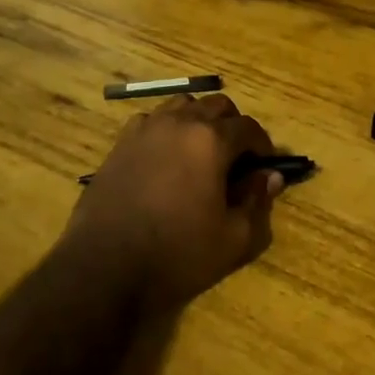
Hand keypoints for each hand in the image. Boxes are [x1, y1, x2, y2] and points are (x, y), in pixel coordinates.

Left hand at [61, 94, 284, 318]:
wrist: (104, 268)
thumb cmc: (177, 255)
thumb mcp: (233, 239)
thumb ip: (258, 202)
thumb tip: (270, 177)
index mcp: (211, 140)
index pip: (248, 127)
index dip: (262, 146)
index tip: (264, 168)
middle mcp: (179, 123)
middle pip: (216, 105)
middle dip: (233, 126)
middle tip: (236, 160)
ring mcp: (145, 130)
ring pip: (182, 105)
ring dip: (198, 121)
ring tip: (200, 154)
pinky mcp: (120, 144)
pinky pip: (151, 121)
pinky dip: (166, 130)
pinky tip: (165, 160)